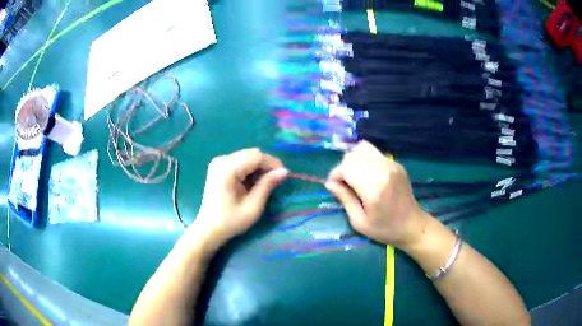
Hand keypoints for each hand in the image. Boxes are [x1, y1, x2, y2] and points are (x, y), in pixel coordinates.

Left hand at [192, 148, 287, 251]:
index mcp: (228, 168)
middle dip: (266, 164)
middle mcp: (222, 160)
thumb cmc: (231, 221)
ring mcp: (219, 162)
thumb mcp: (253, 206)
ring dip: (258, 167)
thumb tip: (284, 171)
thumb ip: (267, 185)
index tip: (285, 175)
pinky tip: (253, 183)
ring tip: (265, 183)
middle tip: (276, 180)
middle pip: (251, 153)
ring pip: (247, 156)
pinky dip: (250, 169)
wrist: (208, 228)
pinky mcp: (219, 167)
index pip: (256, 156)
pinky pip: (240, 161)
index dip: (273, 163)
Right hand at [325, 141, 429, 248]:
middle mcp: (383, 170)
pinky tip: (368, 175)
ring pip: (363, 148)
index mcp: (373, 187)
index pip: (346, 167)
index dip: (335, 174)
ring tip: (355, 176)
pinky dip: (365, 160)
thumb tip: (330, 183)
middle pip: (352, 155)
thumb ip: (345, 199)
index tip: (333, 186)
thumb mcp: (359, 221)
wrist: (412, 225)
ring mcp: (391, 164)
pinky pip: (374, 153)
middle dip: (343, 168)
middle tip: (344, 184)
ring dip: (354, 160)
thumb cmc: (385, 229)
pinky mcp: (396, 163)